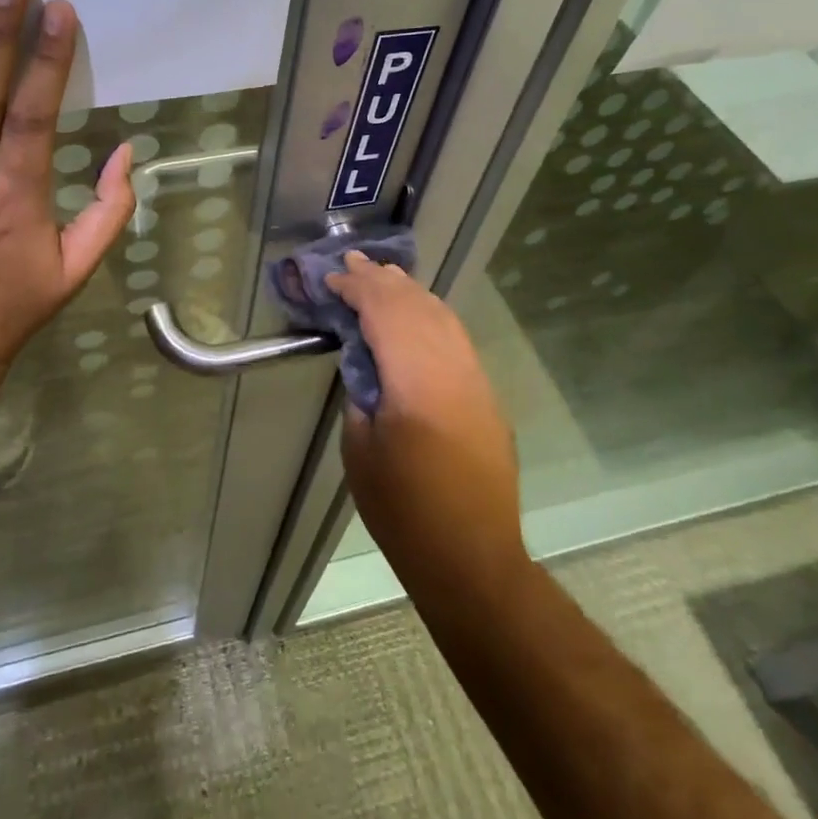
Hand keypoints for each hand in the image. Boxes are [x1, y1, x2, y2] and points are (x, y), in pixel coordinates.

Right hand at [327, 252, 528, 601]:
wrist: (472, 557)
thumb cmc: (403, 509)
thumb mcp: (361, 448)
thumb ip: (363, 392)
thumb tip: (366, 363)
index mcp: (416, 381)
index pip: (385, 314)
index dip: (356, 290)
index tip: (331, 279)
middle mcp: (453, 369)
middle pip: (416, 306)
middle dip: (382, 281)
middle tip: (353, 261)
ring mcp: (476, 380)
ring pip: (443, 317)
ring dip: (411, 293)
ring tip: (384, 275)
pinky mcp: (486, 396)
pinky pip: (456, 339)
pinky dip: (432, 315)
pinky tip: (418, 314)